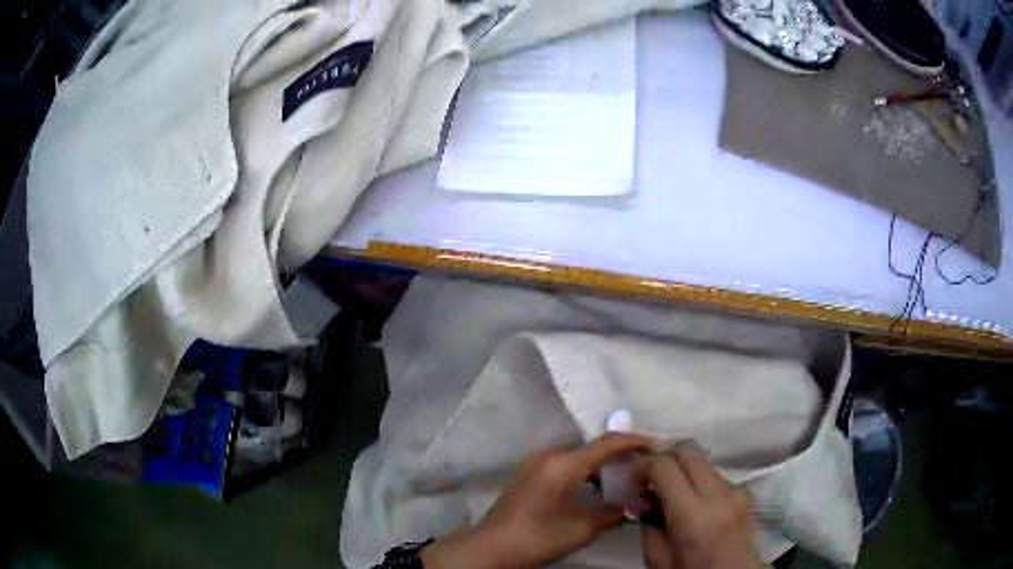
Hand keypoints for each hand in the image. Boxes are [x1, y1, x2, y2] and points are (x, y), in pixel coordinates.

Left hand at [422, 433, 648, 568]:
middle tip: (645, 465)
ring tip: (625, 478)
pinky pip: (565, 465)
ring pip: (579, 457)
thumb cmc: (538, 537)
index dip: (634, 441)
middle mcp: (549, 455)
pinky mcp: (529, 473)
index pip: (607, 443)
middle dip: (620, 455)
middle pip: (593, 448)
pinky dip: (584, 472)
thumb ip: (614, 513)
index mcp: (563, 464)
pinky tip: (597, 488)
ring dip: (601, 466)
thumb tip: (635, 504)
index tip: (658, 444)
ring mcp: (536, 463)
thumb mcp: (582, 529)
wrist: (491, 548)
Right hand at [640, 442, 765, 568]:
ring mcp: (735, 491)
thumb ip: (647, 525)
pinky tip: (688, 499)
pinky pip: (714, 474)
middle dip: (664, 457)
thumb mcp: (657, 560)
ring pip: (703, 460)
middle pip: (689, 451)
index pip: (666, 467)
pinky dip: (696, 478)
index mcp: (693, 516)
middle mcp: (718, 495)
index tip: (631, 476)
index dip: (644, 465)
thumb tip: (643, 498)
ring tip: (667, 489)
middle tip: (647, 476)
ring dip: (681, 467)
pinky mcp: (743, 493)